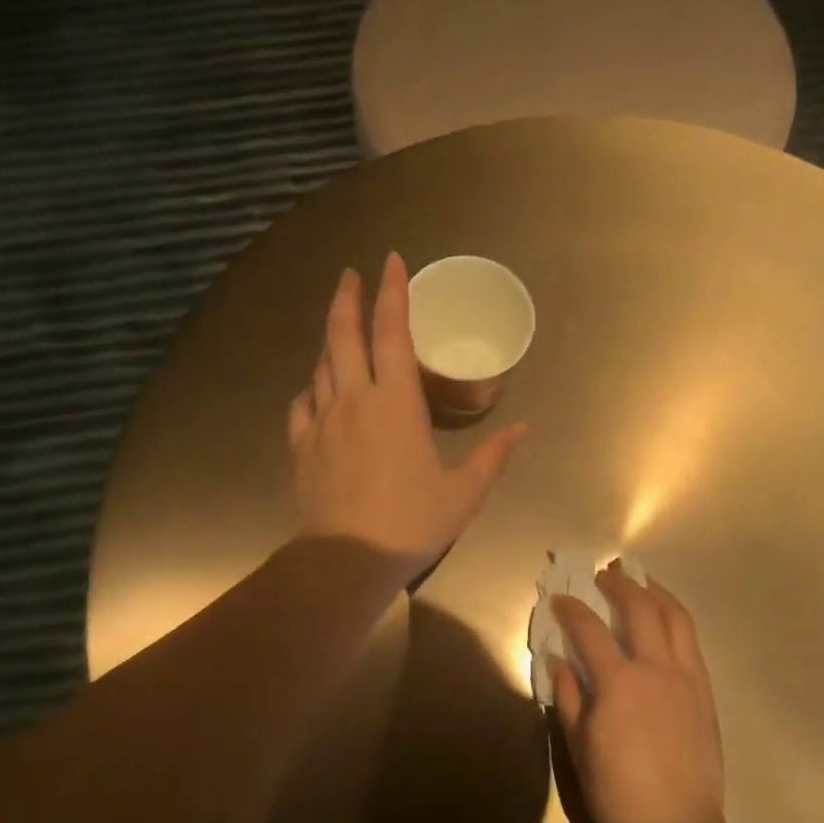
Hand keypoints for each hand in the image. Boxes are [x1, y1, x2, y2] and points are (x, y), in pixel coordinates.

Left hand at [288, 252, 525, 577]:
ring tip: (341, 330)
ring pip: (321, 366)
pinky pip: (303, 404)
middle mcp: (354, 400)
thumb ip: (492, 457)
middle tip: (351, 275)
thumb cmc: (410, 523)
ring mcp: (322, 422)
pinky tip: (317, 389)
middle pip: (343, 335)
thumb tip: (521, 429)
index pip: (393, 333)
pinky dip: (312, 387)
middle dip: (347, 299)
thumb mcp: (463, 493)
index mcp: (396, 403)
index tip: (391, 261)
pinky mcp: (302, 447)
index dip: (393, 293)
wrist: (344, 561)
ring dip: (331, 341)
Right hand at [550, 563, 726, 822]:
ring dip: (656, 593)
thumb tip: (558, 659)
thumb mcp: (579, 746)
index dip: (571, 609)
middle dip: (619, 584)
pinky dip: (677, 621)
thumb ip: (568, 696)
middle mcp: (655, 669)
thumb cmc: (619, 792)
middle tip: (604, 575)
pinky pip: (692, 643)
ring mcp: (686, 678)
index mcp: (618, 682)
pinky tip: (667, 622)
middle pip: (640, 608)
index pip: (589, 629)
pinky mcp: (705, 693)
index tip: (559, 598)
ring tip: (642, 582)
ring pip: (676, 618)